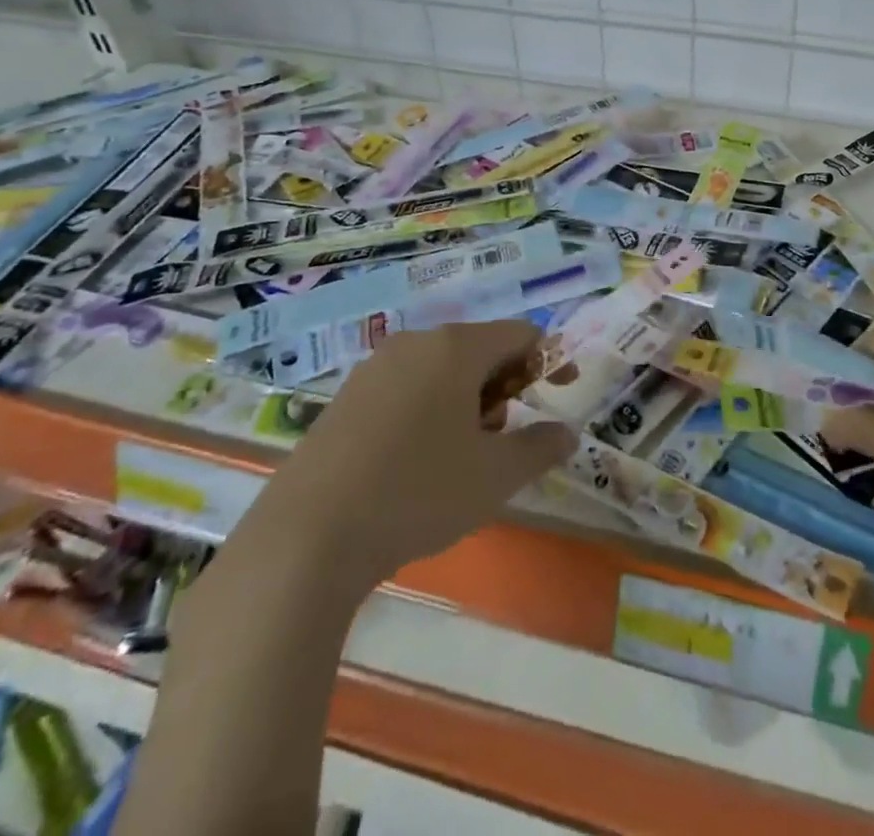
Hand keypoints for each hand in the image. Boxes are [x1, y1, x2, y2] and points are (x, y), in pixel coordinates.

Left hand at [253, 320, 575, 595]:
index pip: (521, 334)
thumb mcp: (496, 476)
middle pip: (479, 349)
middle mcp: (414, 343)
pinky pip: (405, 388)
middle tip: (505, 437)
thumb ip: (541, 447)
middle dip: (504, 386)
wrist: (306, 539)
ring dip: (467, 401)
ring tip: (462, 456)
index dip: (548, 361)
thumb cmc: (418, 493)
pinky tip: (415, 463)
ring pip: (441, 369)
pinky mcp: (344, 399)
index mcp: (456, 347)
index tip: (559, 396)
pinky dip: (429, 410)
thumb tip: (567, 434)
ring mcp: (373, 368)